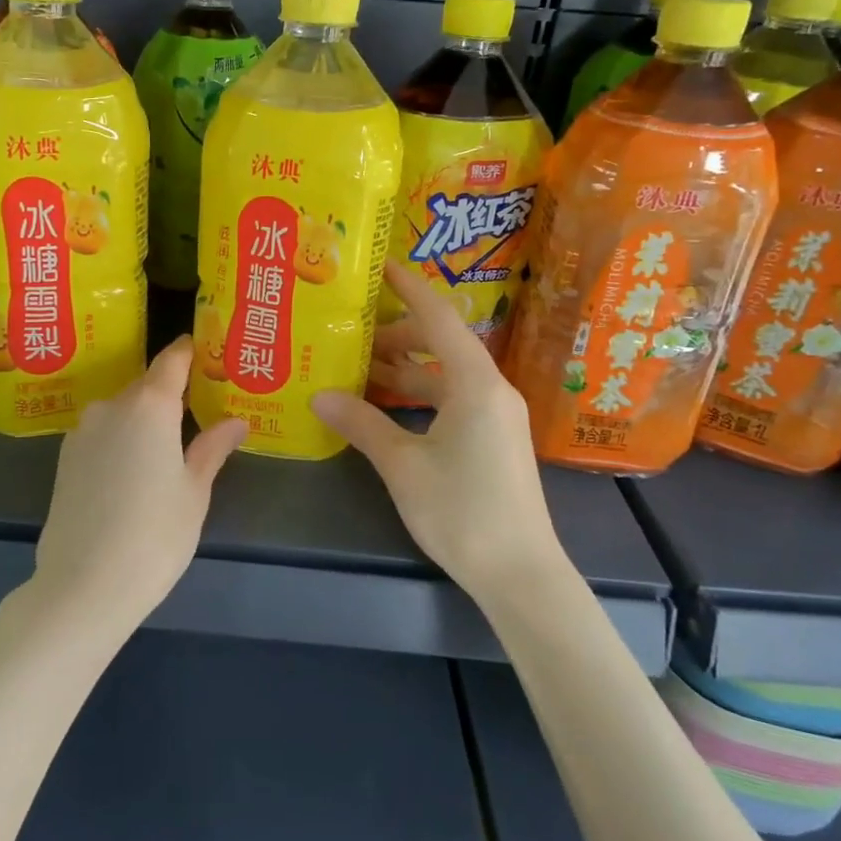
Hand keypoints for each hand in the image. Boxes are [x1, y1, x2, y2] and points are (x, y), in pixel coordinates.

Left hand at [31, 337, 248, 630]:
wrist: (82, 586)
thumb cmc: (154, 535)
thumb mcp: (194, 492)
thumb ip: (212, 448)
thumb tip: (235, 421)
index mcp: (149, 406)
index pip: (172, 360)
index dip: (190, 351)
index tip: (208, 348)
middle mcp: (111, 406)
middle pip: (147, 385)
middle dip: (172, 391)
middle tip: (201, 407)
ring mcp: (82, 431)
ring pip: (122, 410)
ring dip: (145, 418)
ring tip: (170, 444)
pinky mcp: (64, 458)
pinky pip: (102, 433)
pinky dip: (122, 438)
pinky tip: (135, 469)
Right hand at [312, 264, 566, 604]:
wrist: (520, 574)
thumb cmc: (463, 511)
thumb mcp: (403, 465)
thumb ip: (362, 425)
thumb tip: (319, 395)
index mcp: (475, 383)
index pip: (439, 318)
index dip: (409, 288)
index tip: (380, 266)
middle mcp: (491, 389)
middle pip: (439, 345)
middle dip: (394, 336)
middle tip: (349, 333)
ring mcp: (495, 416)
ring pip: (443, 376)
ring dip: (403, 371)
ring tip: (355, 369)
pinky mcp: (492, 440)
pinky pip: (450, 401)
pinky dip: (417, 397)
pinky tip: (383, 408)